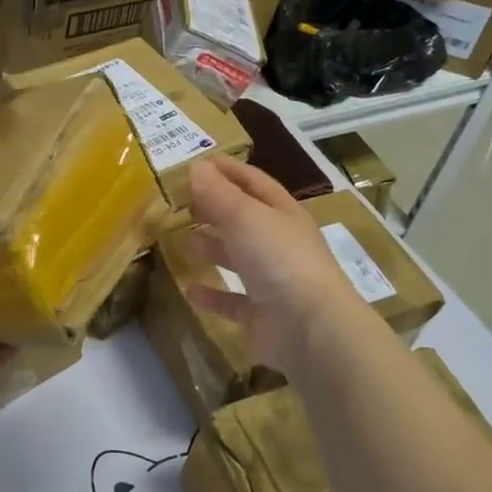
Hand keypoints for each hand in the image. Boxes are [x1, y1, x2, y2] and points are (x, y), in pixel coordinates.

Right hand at [185, 158, 369, 373]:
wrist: (309, 328)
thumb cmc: (279, 259)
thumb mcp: (245, 216)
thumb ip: (217, 193)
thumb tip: (196, 167)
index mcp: (283, 214)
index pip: (254, 183)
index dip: (228, 170)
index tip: (197, 163)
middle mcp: (279, 245)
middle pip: (244, 220)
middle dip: (215, 210)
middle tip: (181, 204)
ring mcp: (273, 282)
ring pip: (238, 259)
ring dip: (212, 249)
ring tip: (182, 242)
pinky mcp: (261, 316)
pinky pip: (232, 301)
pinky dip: (212, 294)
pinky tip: (189, 290)